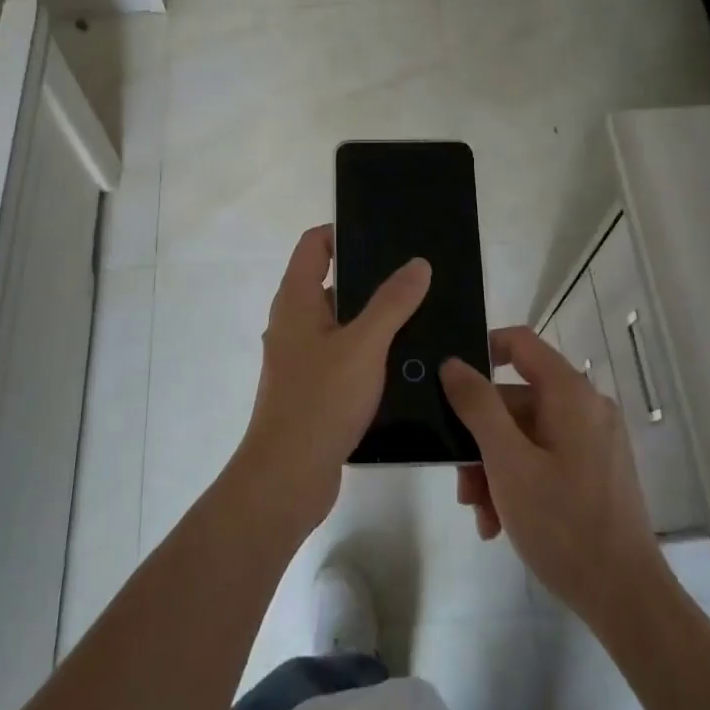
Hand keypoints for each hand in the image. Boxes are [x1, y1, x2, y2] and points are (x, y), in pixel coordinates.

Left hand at [232, 225, 431, 535]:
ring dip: (374, 318)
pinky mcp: (313, 389)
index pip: (314, 245)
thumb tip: (417, 263)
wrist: (287, 477)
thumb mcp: (364, 345)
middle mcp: (293, 323)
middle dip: (370, 277)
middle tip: (416, 275)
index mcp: (296, 301)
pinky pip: (344, 356)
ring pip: (341, 324)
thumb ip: (392, 303)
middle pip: (331, 283)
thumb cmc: (320, 400)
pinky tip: (405, 361)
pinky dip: (369, 351)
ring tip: (421, 315)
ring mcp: (301, 358)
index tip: (384, 234)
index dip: (343, 232)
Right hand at [441, 327, 665, 629]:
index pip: (519, 343)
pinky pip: (544, 458)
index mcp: (569, 393)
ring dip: (493, 468)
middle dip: (479, 439)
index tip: (449, 385)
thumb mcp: (507, 462)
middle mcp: (585, 407)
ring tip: (480, 514)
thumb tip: (452, 364)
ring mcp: (592, 441)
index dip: (481, 352)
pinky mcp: (594, 471)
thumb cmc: (563, 523)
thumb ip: (477, 406)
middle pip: (515, 400)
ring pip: (524, 434)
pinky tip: (499, 523)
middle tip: (461, 484)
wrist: (625, 598)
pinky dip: (517, 481)